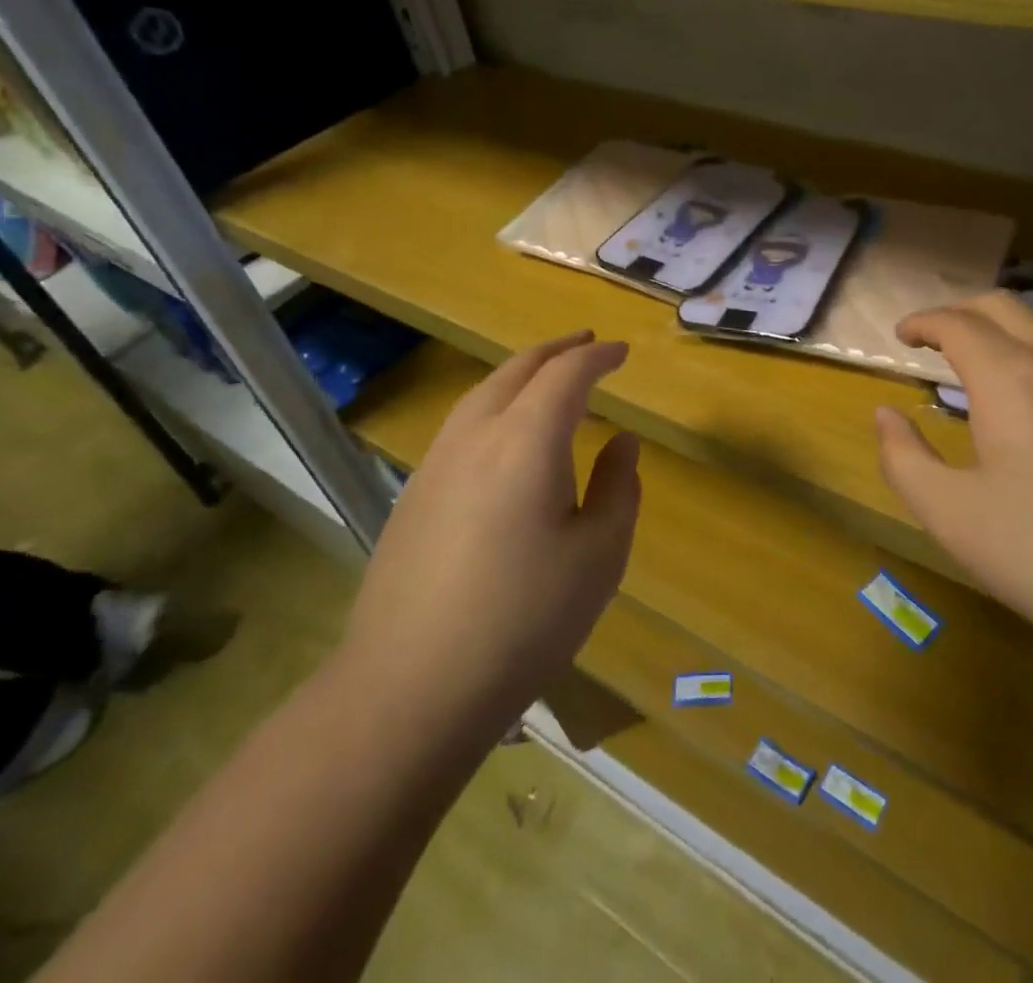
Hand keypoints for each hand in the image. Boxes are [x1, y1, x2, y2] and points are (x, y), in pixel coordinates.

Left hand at [342, 331, 640, 721]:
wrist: (410, 688)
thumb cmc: (524, 620)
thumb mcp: (598, 556)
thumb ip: (618, 488)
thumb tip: (622, 443)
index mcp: (527, 441)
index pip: (567, 374)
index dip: (598, 356)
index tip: (622, 352)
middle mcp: (477, 436)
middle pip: (518, 369)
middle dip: (557, 350)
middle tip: (588, 344)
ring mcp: (436, 463)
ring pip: (483, 392)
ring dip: (522, 373)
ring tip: (549, 378)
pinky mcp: (414, 494)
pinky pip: (463, 424)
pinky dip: (495, 404)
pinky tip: (505, 435)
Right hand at [875, 292, 1032, 666]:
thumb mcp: (951, 515)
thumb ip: (904, 458)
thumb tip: (885, 414)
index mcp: (1009, 377)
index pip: (956, 323)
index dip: (922, 321)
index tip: (902, 335)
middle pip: (1003, 306)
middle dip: (961, 311)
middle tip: (935, 338)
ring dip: (1005, 326)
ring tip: (984, 359)